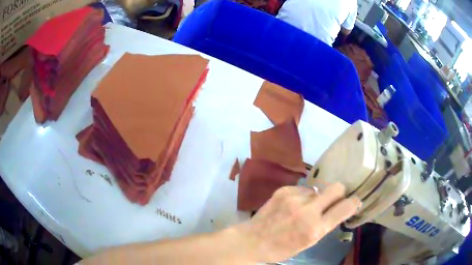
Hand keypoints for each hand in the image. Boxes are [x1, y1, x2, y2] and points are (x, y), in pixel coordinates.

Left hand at [235, 183, 360, 262]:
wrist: (253, 240)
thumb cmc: (282, 248)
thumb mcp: (308, 242)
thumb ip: (324, 224)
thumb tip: (338, 208)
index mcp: (315, 229)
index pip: (345, 208)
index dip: (353, 202)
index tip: (355, 201)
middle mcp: (308, 210)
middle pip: (336, 188)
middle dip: (339, 192)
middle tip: (334, 199)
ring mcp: (295, 198)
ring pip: (318, 189)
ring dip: (316, 198)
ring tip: (304, 208)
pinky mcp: (284, 190)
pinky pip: (303, 190)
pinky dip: (302, 197)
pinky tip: (292, 206)